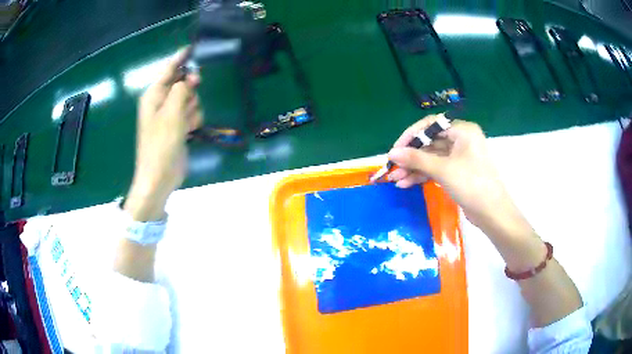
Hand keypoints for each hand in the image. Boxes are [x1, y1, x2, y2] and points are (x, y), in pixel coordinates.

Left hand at [124, 48, 202, 220]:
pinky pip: (191, 114)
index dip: (181, 58)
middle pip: (182, 83)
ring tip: (187, 123)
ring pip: (190, 99)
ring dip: (193, 108)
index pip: (168, 69)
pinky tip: (190, 131)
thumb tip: (190, 77)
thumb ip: (182, 90)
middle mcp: (160, 102)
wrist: (159, 177)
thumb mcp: (172, 113)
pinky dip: (193, 120)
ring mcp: (169, 116)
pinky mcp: (178, 127)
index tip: (193, 48)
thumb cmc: (161, 145)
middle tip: (194, 93)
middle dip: (190, 89)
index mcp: (153, 95)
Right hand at [388, 116, 521, 230]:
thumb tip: (391, 153)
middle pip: (430, 143)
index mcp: (462, 131)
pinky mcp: (457, 172)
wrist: (492, 213)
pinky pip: (436, 169)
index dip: (411, 136)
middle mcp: (461, 140)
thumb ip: (416, 159)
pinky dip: (422, 175)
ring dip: (414, 168)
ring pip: (431, 158)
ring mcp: (459, 157)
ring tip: (396, 180)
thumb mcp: (443, 170)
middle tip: (392, 168)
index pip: (431, 125)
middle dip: (411, 157)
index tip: (395, 149)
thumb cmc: (472, 184)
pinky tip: (407, 183)